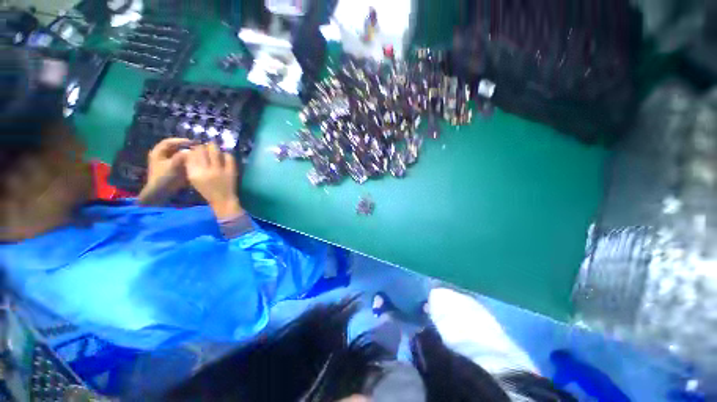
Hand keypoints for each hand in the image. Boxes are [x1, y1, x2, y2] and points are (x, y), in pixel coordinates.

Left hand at [138, 138, 191, 204]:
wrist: (159, 193)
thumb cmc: (164, 178)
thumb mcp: (173, 165)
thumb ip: (182, 156)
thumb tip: (192, 151)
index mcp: (158, 152)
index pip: (169, 142)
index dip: (181, 141)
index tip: (194, 142)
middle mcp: (161, 156)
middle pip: (174, 148)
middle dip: (186, 148)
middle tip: (197, 149)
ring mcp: (166, 163)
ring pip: (177, 155)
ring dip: (187, 154)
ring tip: (198, 155)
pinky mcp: (171, 170)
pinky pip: (180, 162)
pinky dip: (187, 161)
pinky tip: (194, 163)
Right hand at [186, 143, 242, 218]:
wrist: (223, 200)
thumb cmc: (207, 190)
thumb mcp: (194, 179)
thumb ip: (191, 166)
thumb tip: (192, 151)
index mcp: (194, 173)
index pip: (192, 154)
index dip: (194, 149)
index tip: (197, 148)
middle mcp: (205, 170)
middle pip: (202, 150)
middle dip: (203, 146)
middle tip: (206, 146)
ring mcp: (219, 170)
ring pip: (215, 151)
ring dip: (214, 147)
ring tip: (214, 147)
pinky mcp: (231, 171)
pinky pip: (229, 157)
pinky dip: (227, 154)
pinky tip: (225, 155)